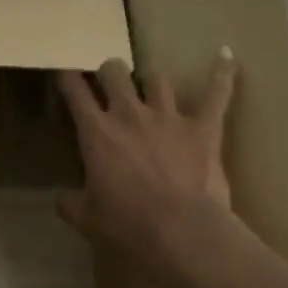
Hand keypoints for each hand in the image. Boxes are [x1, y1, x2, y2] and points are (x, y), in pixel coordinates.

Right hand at [57, 54, 236, 263]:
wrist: (181, 233)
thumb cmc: (128, 227)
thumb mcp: (87, 219)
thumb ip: (70, 203)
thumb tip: (60, 198)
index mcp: (97, 133)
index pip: (75, 93)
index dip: (67, 78)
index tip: (64, 72)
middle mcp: (130, 114)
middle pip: (115, 73)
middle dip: (109, 72)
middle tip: (109, 80)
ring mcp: (169, 117)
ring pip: (157, 78)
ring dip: (150, 78)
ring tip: (150, 80)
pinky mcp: (203, 127)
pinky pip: (217, 93)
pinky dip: (222, 73)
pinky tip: (226, 55)